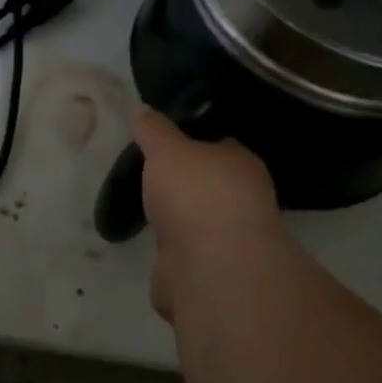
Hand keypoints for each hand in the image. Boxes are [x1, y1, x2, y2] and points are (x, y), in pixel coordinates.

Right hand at [131, 107, 280, 321]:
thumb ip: (153, 129)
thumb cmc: (196, 192)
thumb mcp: (166, 149)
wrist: (210, 264)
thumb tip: (139, 106)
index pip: (221, 147)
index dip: (194, 144)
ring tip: (146, 215)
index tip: (166, 144)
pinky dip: (170, 259)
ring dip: (177, 226)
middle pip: (209, 187)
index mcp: (241, 165)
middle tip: (150, 180)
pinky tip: (151, 250)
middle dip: (184, 188)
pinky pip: (185, 260)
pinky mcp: (209, 276)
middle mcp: (242, 202)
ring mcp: (227, 242)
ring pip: (198, 226)